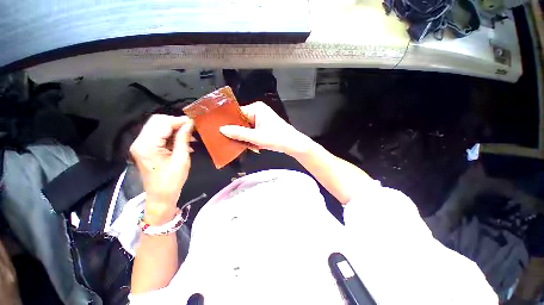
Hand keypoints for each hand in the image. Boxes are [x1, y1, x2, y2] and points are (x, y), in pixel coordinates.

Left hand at [130, 115, 193, 222]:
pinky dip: (171, 135)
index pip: (163, 123)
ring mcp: (141, 145)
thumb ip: (184, 139)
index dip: (179, 120)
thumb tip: (190, 124)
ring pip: (158, 127)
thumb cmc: (172, 181)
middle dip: (176, 122)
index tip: (194, 122)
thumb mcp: (181, 159)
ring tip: (190, 136)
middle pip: (157, 121)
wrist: (160, 196)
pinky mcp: (145, 148)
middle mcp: (140, 142)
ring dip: (175, 129)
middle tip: (192, 128)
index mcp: (147, 145)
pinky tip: (183, 142)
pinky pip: (158, 135)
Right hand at [219, 101, 310, 155]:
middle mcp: (258, 111)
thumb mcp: (257, 137)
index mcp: (256, 108)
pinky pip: (252, 131)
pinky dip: (251, 139)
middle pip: (241, 121)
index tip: (220, 131)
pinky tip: (254, 146)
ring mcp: (261, 119)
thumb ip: (239, 133)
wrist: (294, 145)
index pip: (237, 113)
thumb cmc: (277, 138)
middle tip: (232, 142)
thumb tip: (221, 129)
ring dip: (246, 138)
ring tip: (248, 146)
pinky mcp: (263, 126)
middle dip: (238, 133)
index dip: (229, 122)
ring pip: (246, 128)